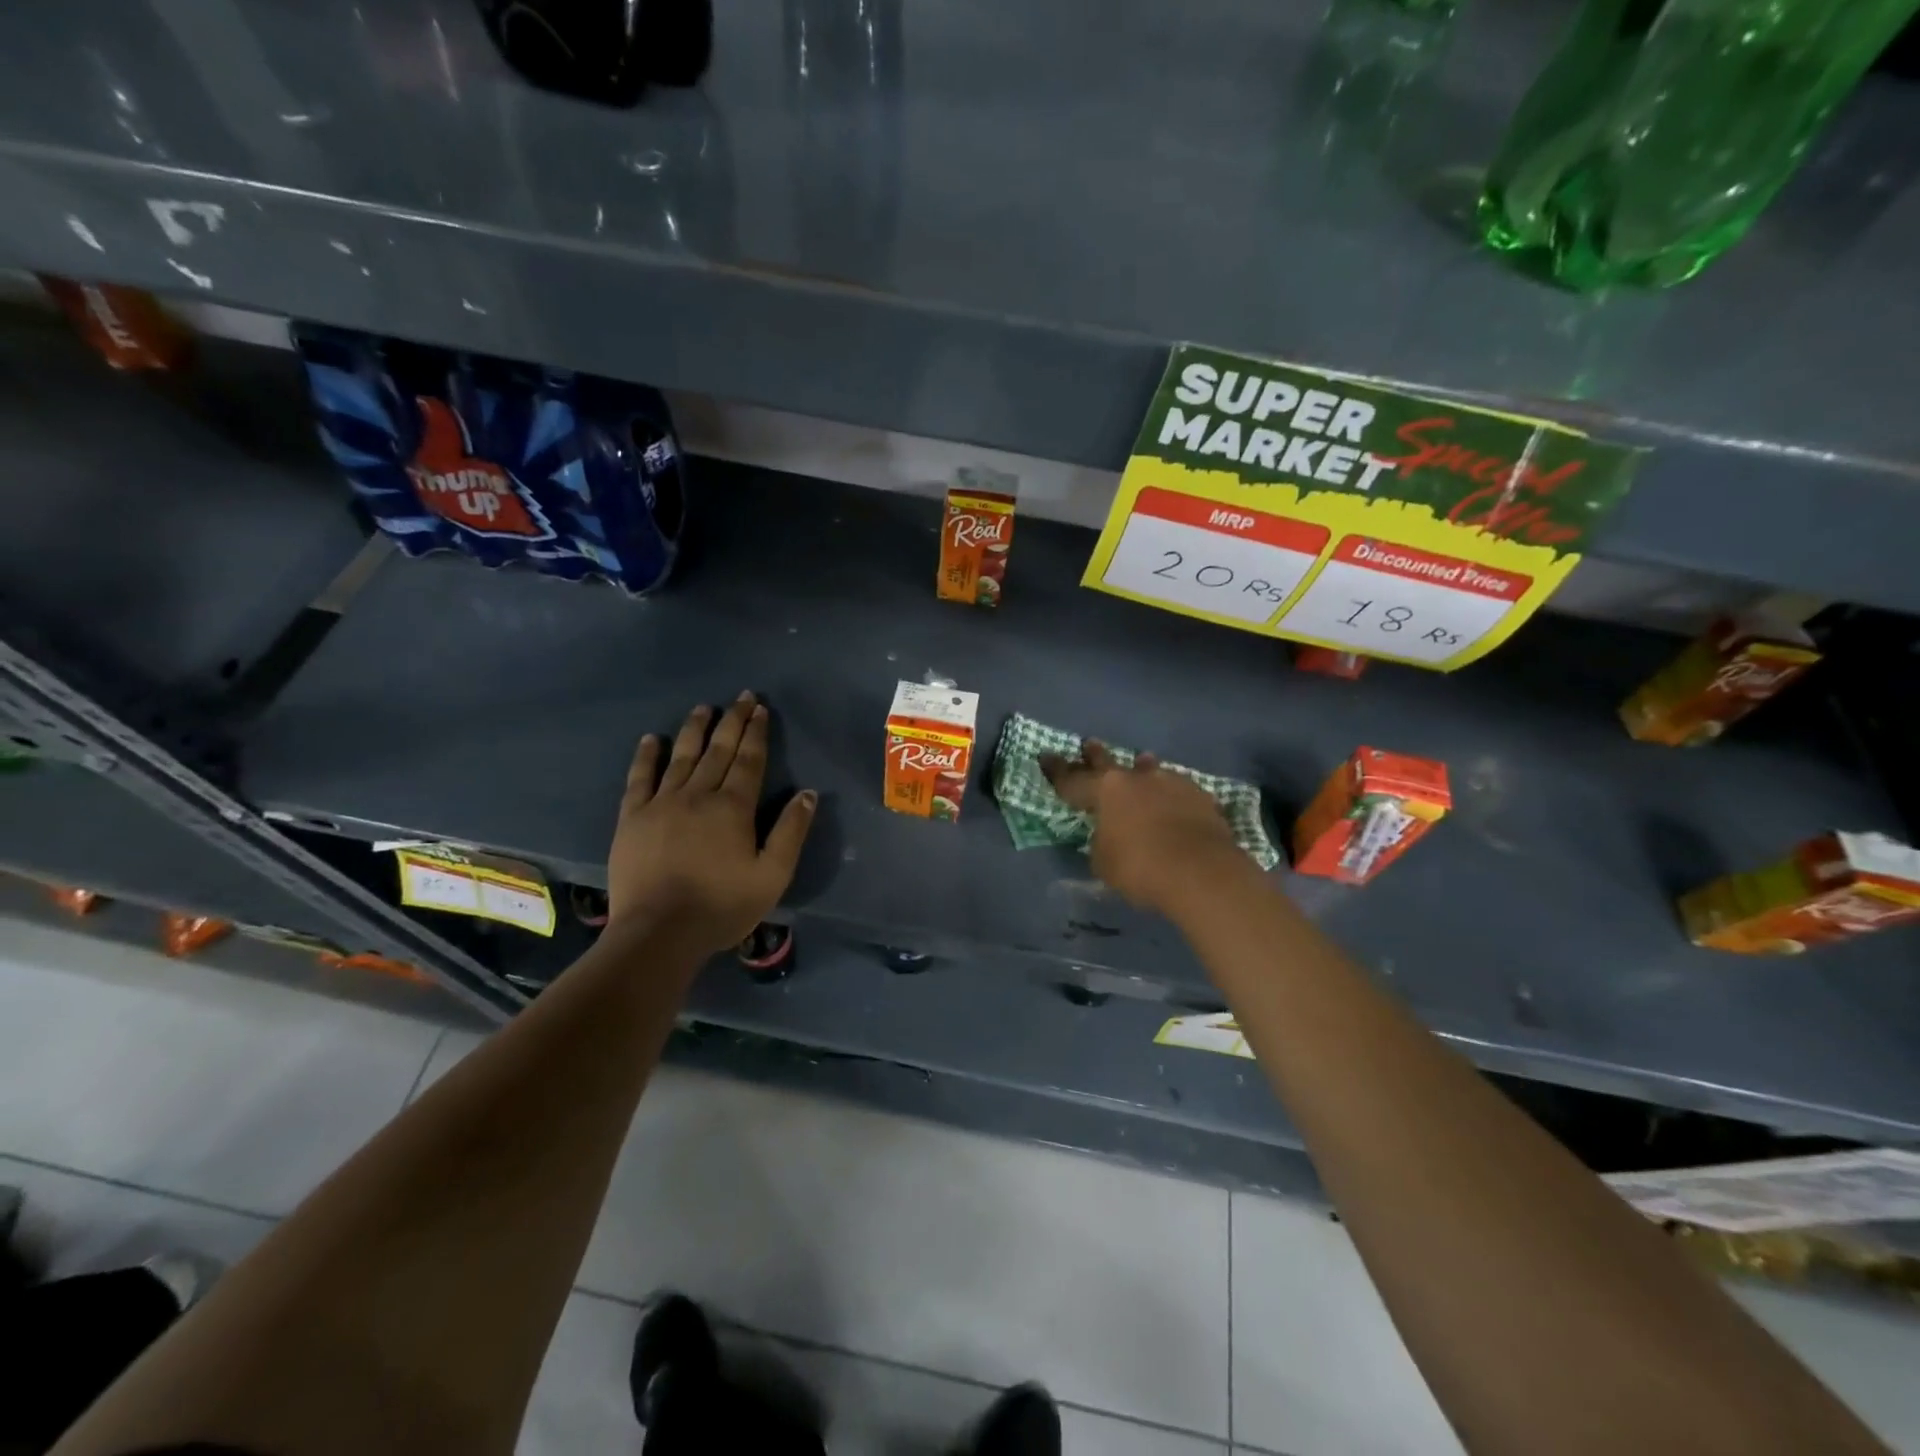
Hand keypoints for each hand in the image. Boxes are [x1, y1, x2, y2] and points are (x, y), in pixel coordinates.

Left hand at [607, 692, 816, 955]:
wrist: (659, 933)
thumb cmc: (722, 906)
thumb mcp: (772, 875)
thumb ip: (791, 832)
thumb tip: (808, 793)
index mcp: (733, 807)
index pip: (749, 760)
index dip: (756, 733)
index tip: (760, 709)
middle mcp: (698, 795)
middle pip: (718, 750)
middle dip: (732, 722)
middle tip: (741, 698)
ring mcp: (661, 803)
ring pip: (681, 756)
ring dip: (695, 729)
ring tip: (703, 708)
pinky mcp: (633, 818)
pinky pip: (639, 778)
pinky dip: (647, 756)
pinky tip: (653, 739)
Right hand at [1040, 741, 1249, 915]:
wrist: (1202, 873)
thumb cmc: (1140, 868)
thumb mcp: (1104, 862)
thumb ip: (1101, 843)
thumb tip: (1108, 836)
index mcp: (1106, 790)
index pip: (1072, 779)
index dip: (1057, 770)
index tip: (1045, 756)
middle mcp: (1137, 779)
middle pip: (1110, 763)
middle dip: (1096, 755)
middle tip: (1089, 744)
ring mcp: (1171, 783)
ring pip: (1150, 770)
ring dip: (1142, 768)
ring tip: (1141, 762)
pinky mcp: (1201, 797)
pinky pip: (1178, 790)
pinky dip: (1171, 794)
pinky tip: (1174, 799)